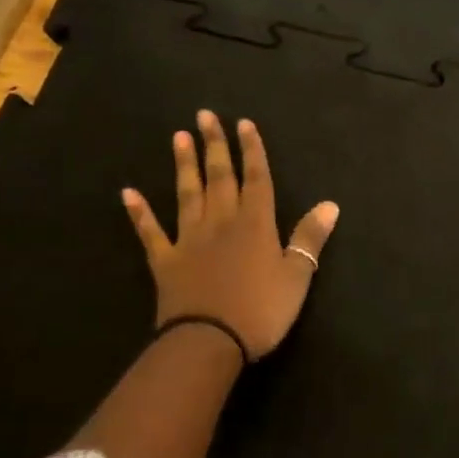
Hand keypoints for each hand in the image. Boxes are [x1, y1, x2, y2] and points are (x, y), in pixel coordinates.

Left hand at [121, 111, 338, 358]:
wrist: (209, 341)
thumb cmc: (261, 310)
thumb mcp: (297, 276)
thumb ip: (310, 238)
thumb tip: (330, 204)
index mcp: (256, 225)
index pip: (256, 179)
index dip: (252, 151)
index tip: (244, 123)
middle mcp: (221, 223)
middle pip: (219, 177)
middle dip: (215, 146)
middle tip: (205, 116)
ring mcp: (189, 240)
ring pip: (187, 195)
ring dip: (184, 166)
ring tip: (179, 138)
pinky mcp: (165, 261)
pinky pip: (150, 232)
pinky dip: (139, 212)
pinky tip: (128, 193)